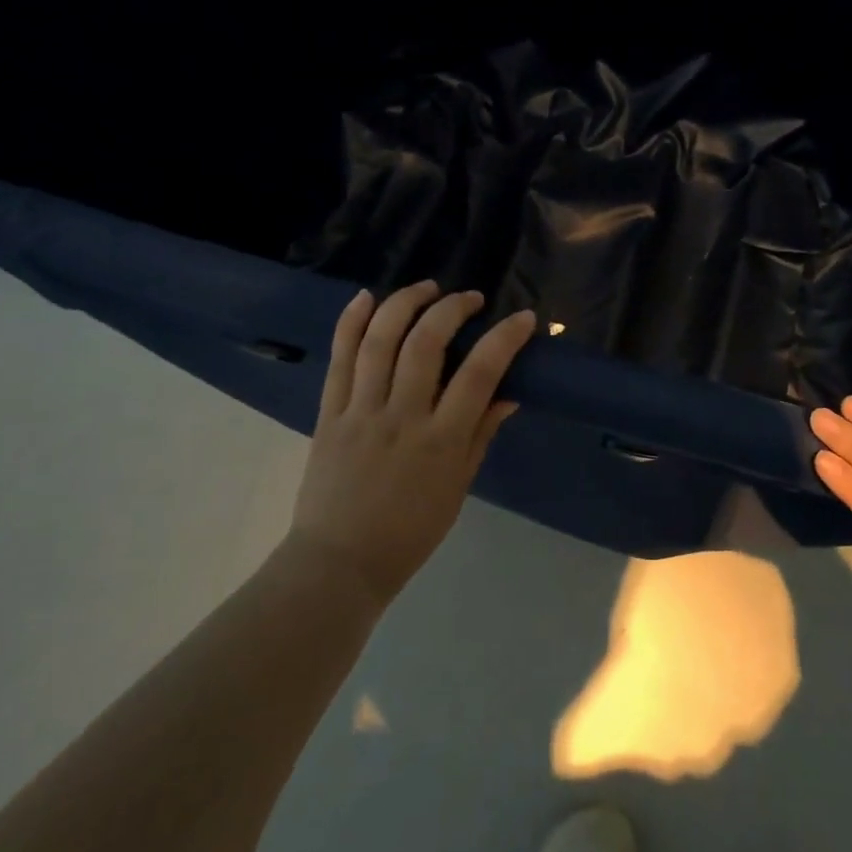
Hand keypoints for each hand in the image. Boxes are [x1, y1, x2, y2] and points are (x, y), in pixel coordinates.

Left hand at [287, 282, 536, 607]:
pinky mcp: (329, 413)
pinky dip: (352, 322)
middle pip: (425, 344)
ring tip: (427, 288)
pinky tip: (367, 296)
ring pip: (380, 341)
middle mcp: (401, 417)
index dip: (504, 338)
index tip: (523, 318)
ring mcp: (360, 412)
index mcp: (440, 441)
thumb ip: (482, 433)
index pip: (479, 374)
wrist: (339, 563)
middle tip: (469, 299)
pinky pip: (339, 358)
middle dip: (451, 309)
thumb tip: (508, 391)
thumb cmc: (410, 531)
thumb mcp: (459, 486)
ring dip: (406, 303)